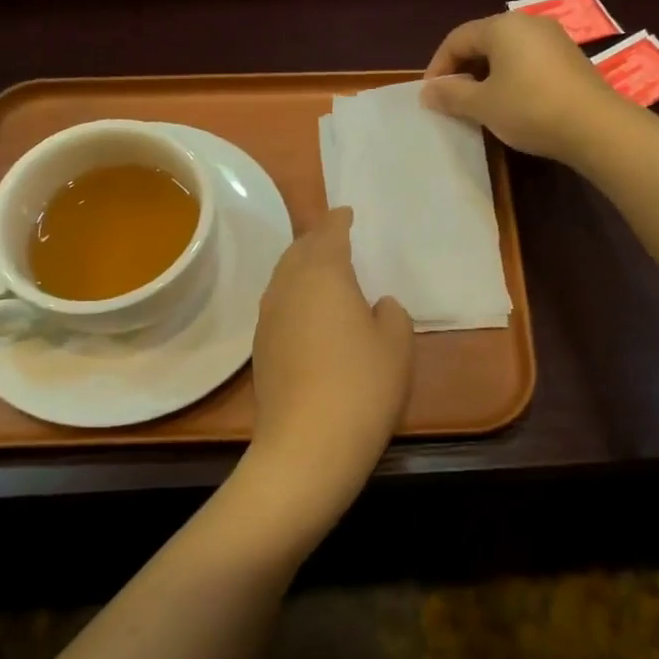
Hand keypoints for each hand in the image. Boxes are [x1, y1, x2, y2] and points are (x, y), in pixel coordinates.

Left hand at [234, 208, 413, 549]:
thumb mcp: (397, 344)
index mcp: (323, 274)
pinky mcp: (260, 349)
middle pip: (298, 252)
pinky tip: (308, 314)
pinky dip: (294, 297)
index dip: (338, 221)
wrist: (307, 445)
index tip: (346, 213)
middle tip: (334, 238)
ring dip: (301, 268)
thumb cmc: (362, 385)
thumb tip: (376, 306)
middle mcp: (288, 287)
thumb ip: (391, 314)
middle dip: (316, 241)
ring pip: (283, 279)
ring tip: (321, 272)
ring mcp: (268, 318)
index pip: (328, 233)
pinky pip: (278, 306)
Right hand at [419, 10, 627, 162]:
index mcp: (502, 26)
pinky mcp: (570, 59)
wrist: (595, 127)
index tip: (430, 95)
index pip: (457, 38)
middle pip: (483, 41)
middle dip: (462, 70)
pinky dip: (511, 79)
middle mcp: (528, 23)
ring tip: (478, 105)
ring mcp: (553, 40)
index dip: (438, 66)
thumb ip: (451, 94)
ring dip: (486, 76)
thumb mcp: (483, 105)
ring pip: (507, 53)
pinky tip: (510, 104)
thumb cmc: (529, 109)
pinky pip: (528, 62)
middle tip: (451, 100)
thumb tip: (428, 91)